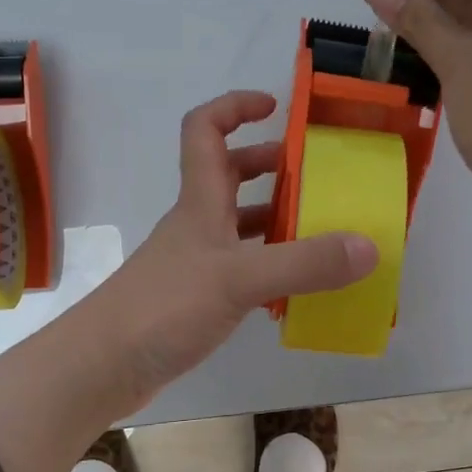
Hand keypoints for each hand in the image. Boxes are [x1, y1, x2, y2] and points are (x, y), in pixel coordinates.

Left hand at [101, 90, 378, 401]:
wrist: (103, 365)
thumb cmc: (164, 307)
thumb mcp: (238, 279)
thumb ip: (303, 263)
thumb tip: (368, 247)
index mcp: (200, 201)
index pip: (206, 130)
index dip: (236, 107)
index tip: (276, 108)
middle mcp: (197, 223)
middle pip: (229, 175)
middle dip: (269, 165)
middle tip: (315, 176)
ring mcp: (195, 261)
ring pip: (238, 224)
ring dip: (275, 218)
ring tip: (321, 229)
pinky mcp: (196, 297)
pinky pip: (241, 267)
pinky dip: (268, 267)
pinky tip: (297, 286)